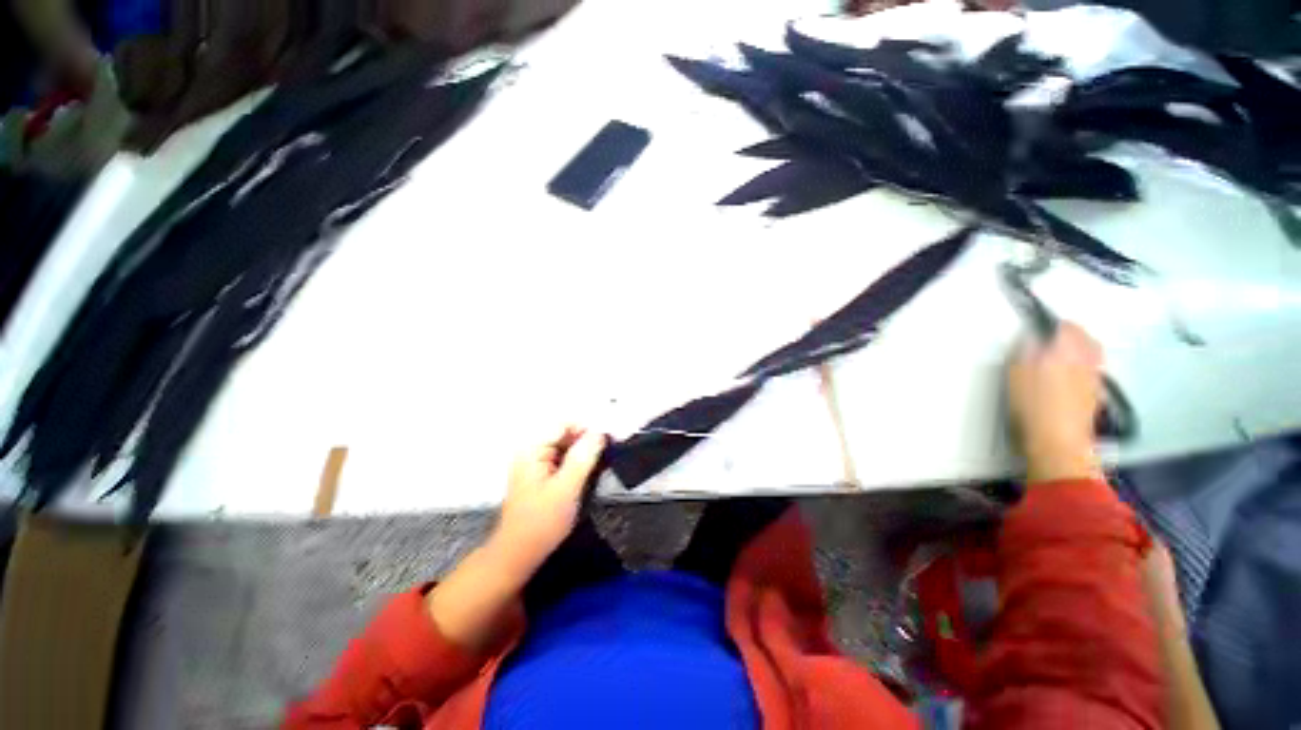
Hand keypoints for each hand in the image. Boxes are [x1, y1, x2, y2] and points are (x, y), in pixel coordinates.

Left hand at [490, 426, 606, 575]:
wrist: (519, 554)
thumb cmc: (541, 522)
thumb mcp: (566, 489)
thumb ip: (583, 458)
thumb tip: (600, 432)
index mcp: (532, 449)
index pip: (564, 424)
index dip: (588, 426)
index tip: (610, 435)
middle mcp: (533, 450)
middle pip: (566, 432)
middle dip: (589, 437)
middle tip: (611, 445)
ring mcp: (537, 462)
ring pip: (568, 445)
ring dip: (586, 448)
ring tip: (606, 455)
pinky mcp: (544, 473)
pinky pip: (565, 457)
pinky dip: (580, 459)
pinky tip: (593, 465)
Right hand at [1008, 321, 1104, 482]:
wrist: (1057, 443)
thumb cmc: (1033, 407)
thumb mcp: (1016, 373)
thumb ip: (1025, 350)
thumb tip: (1031, 336)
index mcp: (1066, 352)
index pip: (1066, 327)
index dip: (1052, 323)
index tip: (1039, 324)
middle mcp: (1086, 362)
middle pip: (1086, 340)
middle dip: (1073, 334)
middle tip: (1055, 334)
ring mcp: (1094, 380)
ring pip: (1093, 356)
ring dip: (1081, 349)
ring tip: (1063, 352)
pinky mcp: (1094, 397)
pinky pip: (1093, 372)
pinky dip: (1084, 367)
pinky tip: (1070, 375)